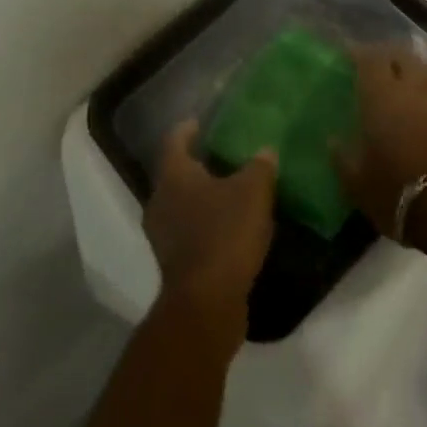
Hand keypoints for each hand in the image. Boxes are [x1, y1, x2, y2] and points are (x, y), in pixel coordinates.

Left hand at [144, 121, 277, 319]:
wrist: (207, 304)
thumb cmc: (225, 234)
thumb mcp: (254, 191)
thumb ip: (260, 166)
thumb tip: (266, 151)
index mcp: (174, 176)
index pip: (175, 140)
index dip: (188, 129)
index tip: (201, 122)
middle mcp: (161, 201)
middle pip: (177, 173)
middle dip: (199, 164)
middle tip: (224, 155)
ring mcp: (163, 236)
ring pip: (183, 204)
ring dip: (203, 197)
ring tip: (232, 191)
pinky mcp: (175, 264)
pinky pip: (190, 232)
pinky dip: (207, 224)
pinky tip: (231, 227)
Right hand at [335, 45, 426, 241]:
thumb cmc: (400, 191)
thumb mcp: (358, 184)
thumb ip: (343, 158)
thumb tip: (332, 140)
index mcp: (381, 94)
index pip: (369, 59)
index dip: (358, 53)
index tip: (348, 56)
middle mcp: (412, 86)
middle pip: (400, 56)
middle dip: (387, 57)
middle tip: (374, 68)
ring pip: (425, 68)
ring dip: (413, 68)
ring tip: (403, 80)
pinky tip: (425, 102)